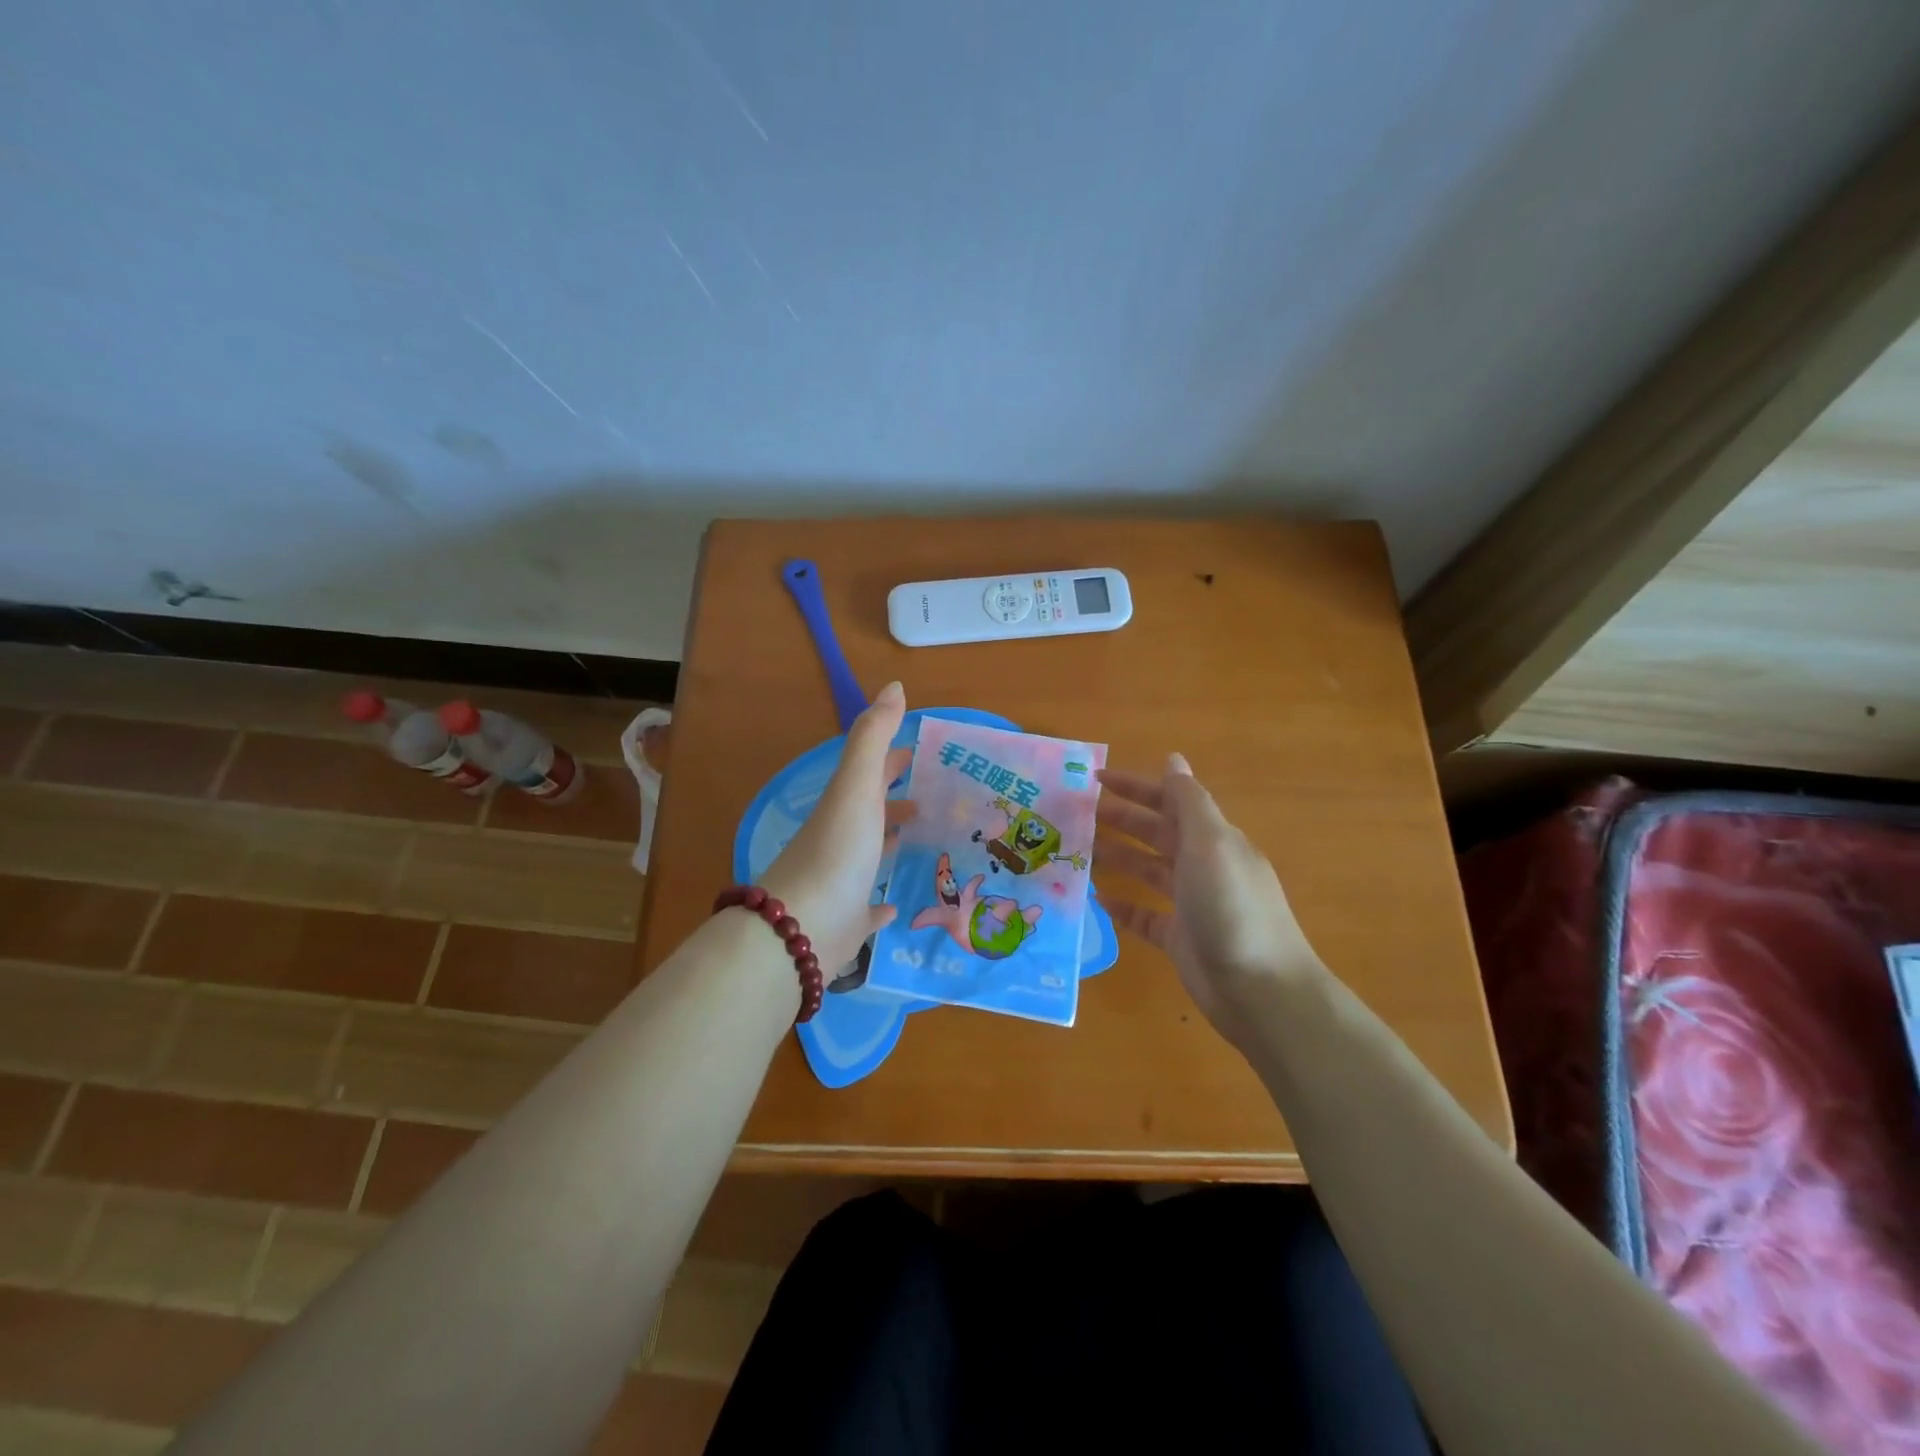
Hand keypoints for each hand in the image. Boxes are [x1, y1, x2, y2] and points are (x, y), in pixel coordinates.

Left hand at [762, 681, 915, 975]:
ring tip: (931, 840)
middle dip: (899, 800)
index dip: (894, 758)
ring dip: (894, 843)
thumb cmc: (836, 851)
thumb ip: (873, 737)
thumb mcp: (856, 786)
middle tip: (940, 796)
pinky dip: (884, 903)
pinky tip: (899, 905)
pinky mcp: (849, 922)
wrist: (800, 928)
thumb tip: (894, 686)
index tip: (925, 753)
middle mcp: (843, 839)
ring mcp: (844, 882)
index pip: (872, 773)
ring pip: (872, 855)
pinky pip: (869, 909)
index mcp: (846, 806)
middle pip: (872, 812)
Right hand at [1094, 754, 1322, 1040]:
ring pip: (1148, 871)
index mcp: (1213, 838)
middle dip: (1121, 820)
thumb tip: (1173, 758)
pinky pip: (1145, 915)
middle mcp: (1203, 866)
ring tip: (1080, 851)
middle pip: (1156, 833)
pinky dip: (1124, 905)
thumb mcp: (1210, 843)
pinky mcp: (1180, 939)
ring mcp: (1191, 904)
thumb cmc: (1230, 906)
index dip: (1136, 787)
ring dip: (1118, 857)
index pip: (1170, 801)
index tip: (1096, 779)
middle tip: (1077, 815)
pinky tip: (1097, 899)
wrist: (1259, 988)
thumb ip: (1188, 801)